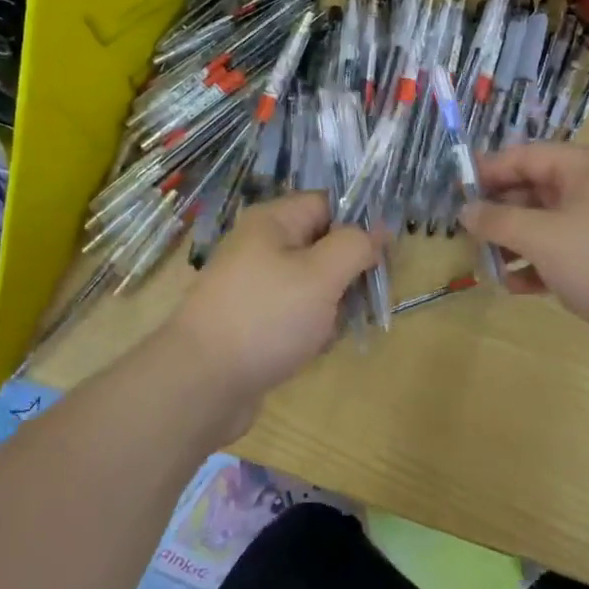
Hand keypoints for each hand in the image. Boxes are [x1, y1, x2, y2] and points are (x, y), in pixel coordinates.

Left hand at [164, 194, 378, 429]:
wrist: (200, 384)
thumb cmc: (266, 318)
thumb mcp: (321, 275)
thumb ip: (355, 246)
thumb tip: (380, 229)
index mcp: (273, 222)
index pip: (328, 204)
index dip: (360, 223)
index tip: (388, 253)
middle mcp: (261, 247)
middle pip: (322, 245)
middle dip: (349, 270)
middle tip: (368, 296)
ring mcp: (255, 286)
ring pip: (312, 284)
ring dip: (333, 305)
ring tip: (334, 329)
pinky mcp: (253, 322)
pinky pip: (295, 314)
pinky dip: (311, 328)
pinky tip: (314, 349)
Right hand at [461, 143, 588, 376]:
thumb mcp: (542, 236)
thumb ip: (498, 220)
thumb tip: (465, 210)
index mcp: (586, 167)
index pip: (526, 156)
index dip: (488, 170)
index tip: (454, 189)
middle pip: (535, 190)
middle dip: (500, 212)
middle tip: (466, 232)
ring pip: (547, 225)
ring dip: (515, 243)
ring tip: (487, 264)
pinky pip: (563, 254)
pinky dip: (538, 266)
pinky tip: (515, 287)